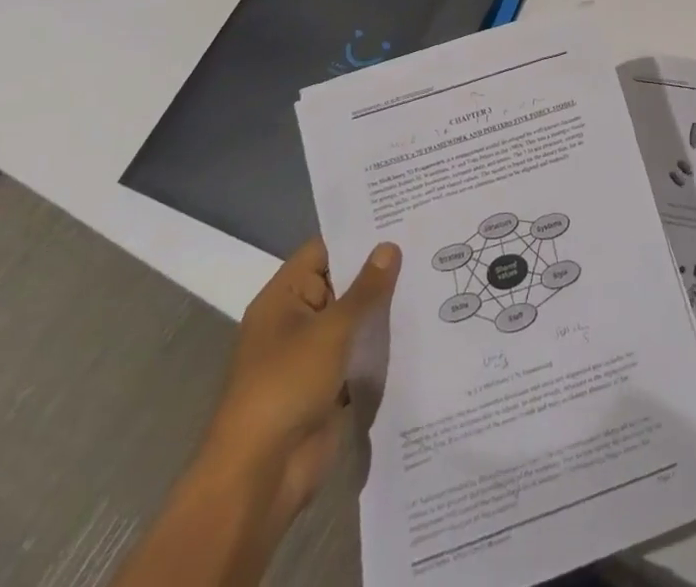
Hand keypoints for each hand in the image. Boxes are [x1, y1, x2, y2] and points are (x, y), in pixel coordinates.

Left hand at [196, 237, 401, 536]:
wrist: (261, 477)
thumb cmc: (287, 386)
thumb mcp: (331, 329)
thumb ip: (365, 289)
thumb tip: (389, 246)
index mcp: (283, 297)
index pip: (324, 250)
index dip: (360, 234)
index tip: (401, 218)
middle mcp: (295, 320)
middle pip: (342, 283)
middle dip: (380, 270)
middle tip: (427, 243)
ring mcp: (312, 355)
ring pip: (354, 319)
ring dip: (384, 308)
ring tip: (434, 277)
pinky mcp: (328, 385)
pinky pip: (359, 353)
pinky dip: (382, 343)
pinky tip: (422, 326)